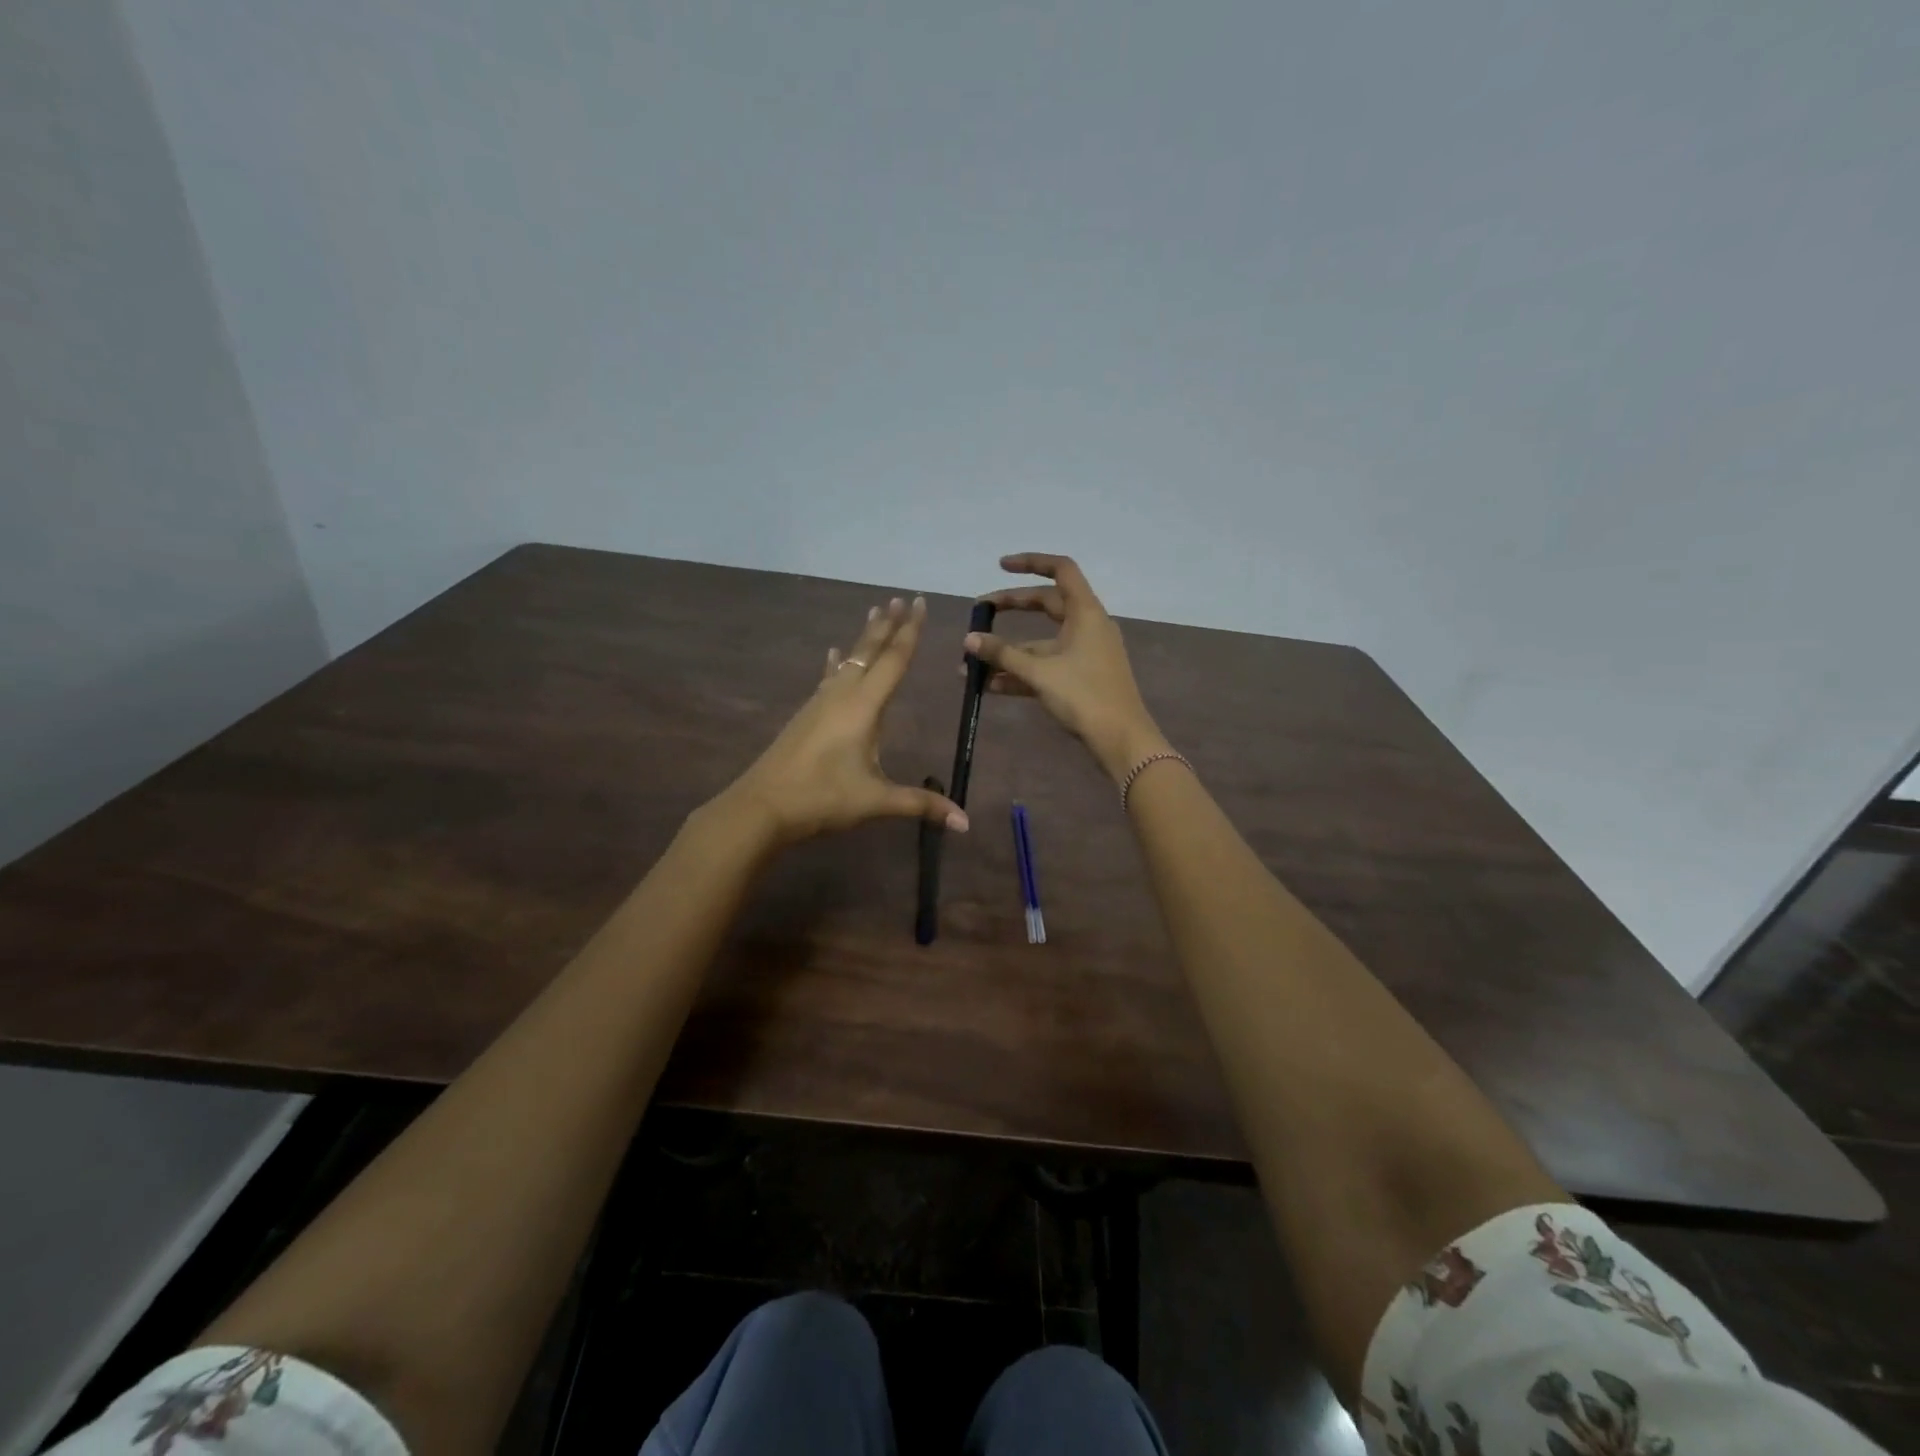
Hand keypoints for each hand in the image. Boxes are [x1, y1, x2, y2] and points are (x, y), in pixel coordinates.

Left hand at [716, 596, 967, 847]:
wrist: (761, 806)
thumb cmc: (822, 798)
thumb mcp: (876, 801)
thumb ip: (921, 804)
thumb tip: (965, 822)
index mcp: (864, 707)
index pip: (893, 661)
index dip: (910, 631)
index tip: (919, 603)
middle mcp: (842, 695)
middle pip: (869, 651)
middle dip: (888, 625)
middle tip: (900, 598)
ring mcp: (820, 702)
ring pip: (847, 660)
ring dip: (864, 638)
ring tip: (874, 613)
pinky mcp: (806, 715)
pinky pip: (828, 677)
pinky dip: (835, 662)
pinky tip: (831, 652)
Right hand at [968, 553, 1169, 782]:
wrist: (1121, 739)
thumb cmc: (1084, 696)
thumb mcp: (1039, 672)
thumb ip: (1002, 654)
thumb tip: (969, 640)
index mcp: (1085, 612)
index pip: (1061, 570)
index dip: (1031, 562)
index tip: (1000, 566)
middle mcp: (1087, 626)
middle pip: (1046, 604)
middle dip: (1011, 608)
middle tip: (980, 613)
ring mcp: (1085, 653)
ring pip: (1042, 641)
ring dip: (1009, 651)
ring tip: (972, 663)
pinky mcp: (1080, 678)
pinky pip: (1046, 666)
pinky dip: (1021, 672)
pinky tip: (990, 686)